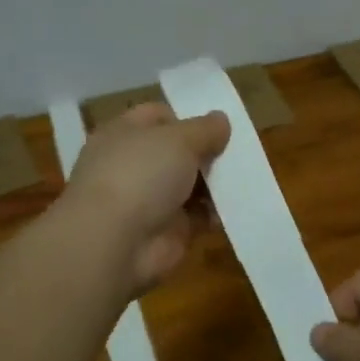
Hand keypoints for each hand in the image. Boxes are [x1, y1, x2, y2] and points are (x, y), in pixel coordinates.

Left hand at [62, 102, 230, 293]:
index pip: (158, 116)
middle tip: (239, 151)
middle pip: (178, 152)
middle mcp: (133, 164)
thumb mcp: (178, 139)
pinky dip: (216, 213)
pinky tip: (237, 207)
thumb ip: (204, 129)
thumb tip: (221, 120)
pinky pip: (198, 216)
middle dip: (207, 152)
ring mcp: (148, 200)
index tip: (217, 126)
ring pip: (190, 184)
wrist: (114, 243)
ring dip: (215, 183)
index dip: (187, 118)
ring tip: (245, 177)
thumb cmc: (140, 175)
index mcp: (124, 134)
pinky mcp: (166, 230)